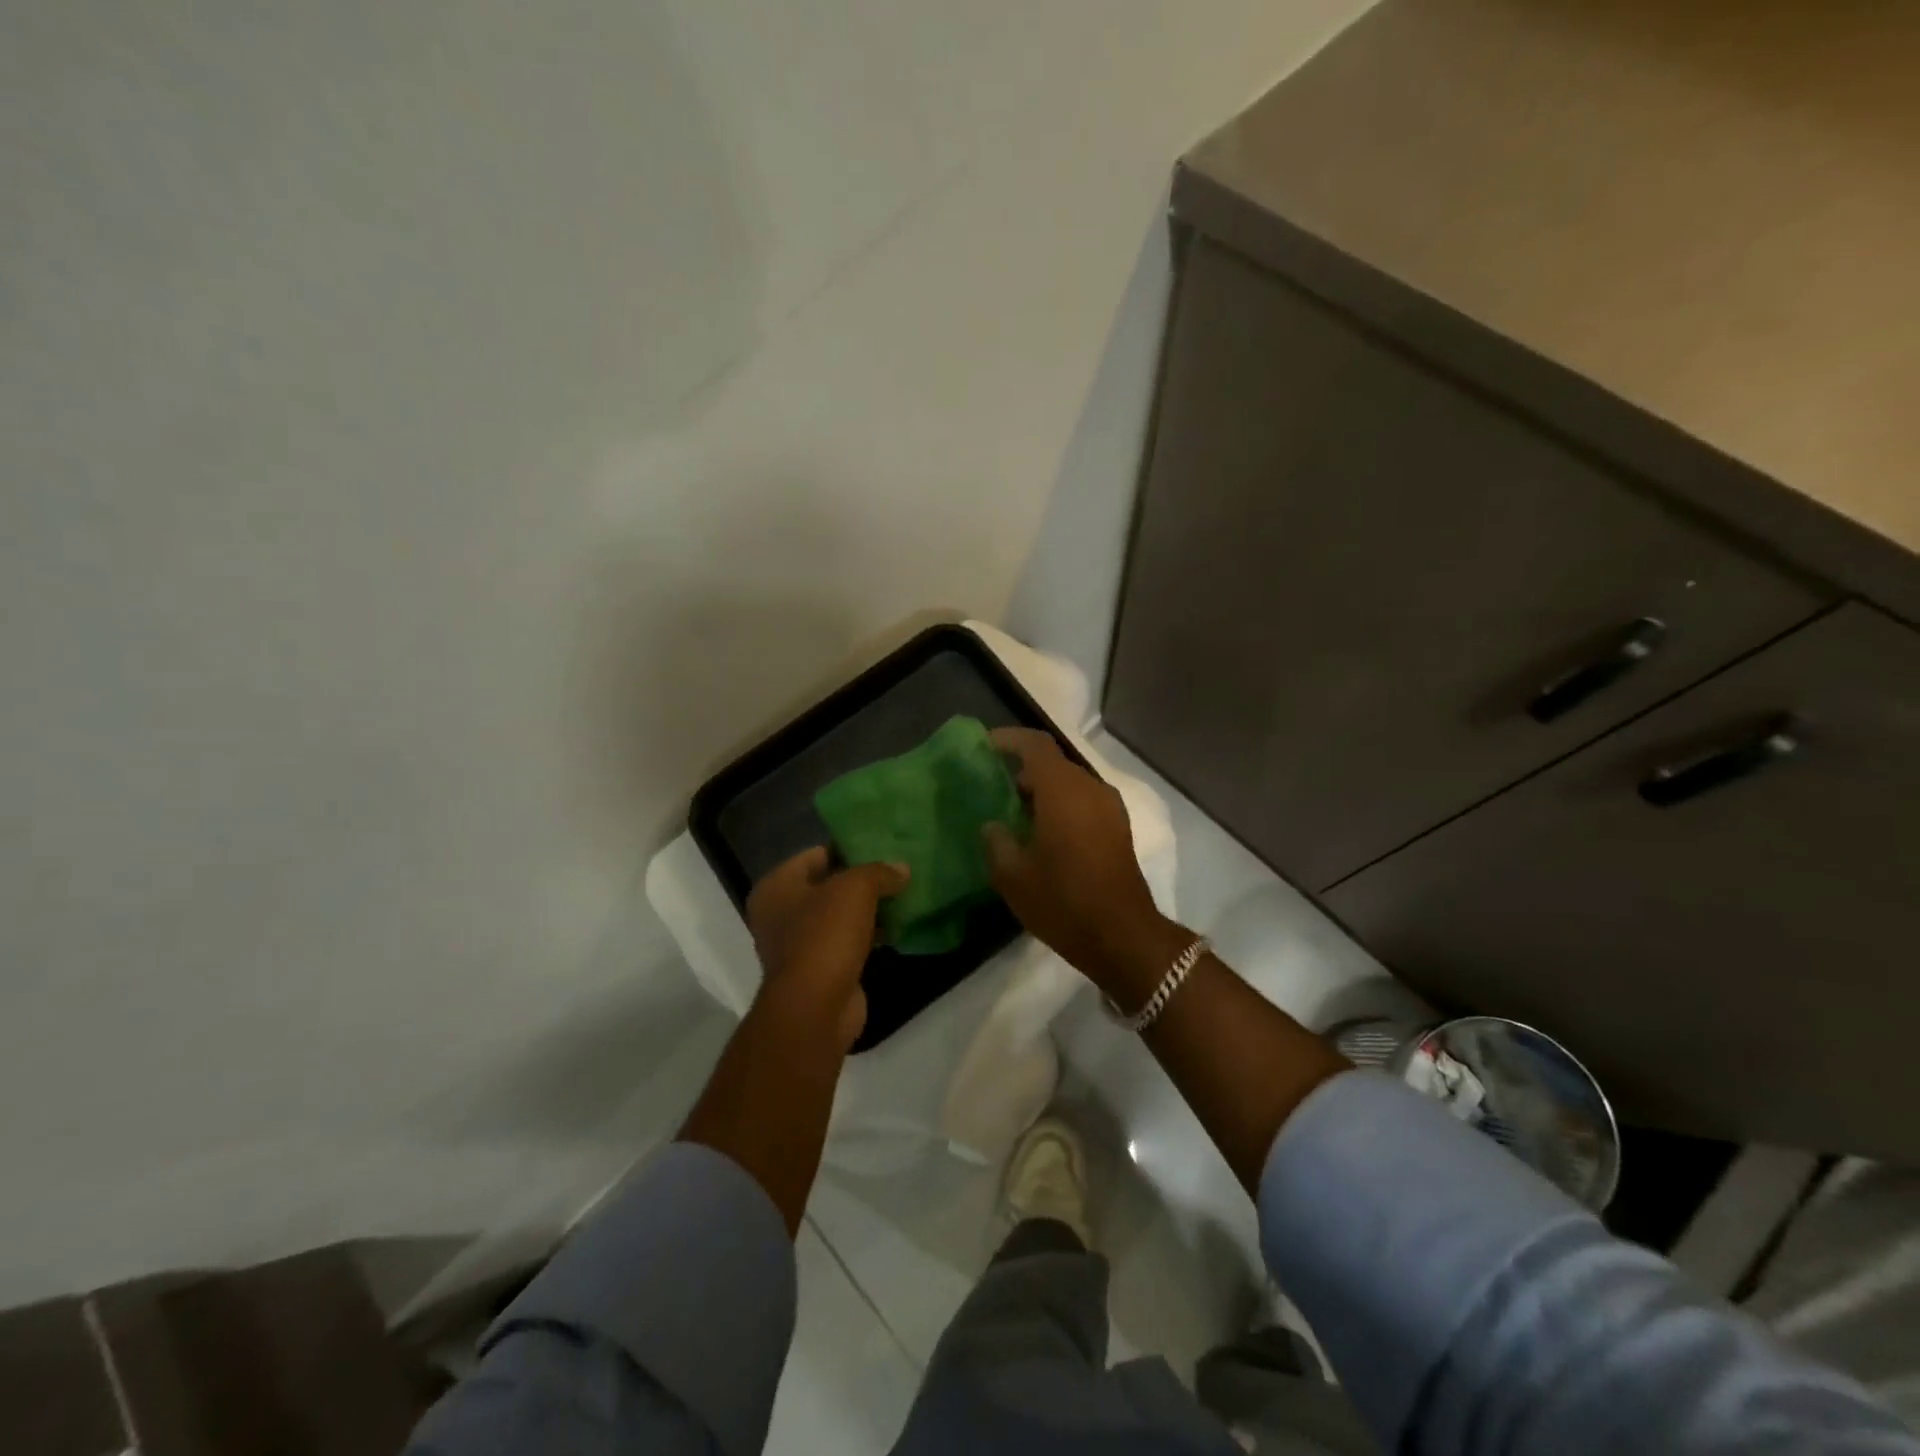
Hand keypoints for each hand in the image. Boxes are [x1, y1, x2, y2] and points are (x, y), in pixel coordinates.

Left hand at [747, 848, 906, 1050]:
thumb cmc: (825, 936)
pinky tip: (897, 927)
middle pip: (828, 885)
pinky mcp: (821, 970)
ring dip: (869, 908)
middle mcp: (780, 914)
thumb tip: (901, 869)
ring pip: (840, 915)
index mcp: (776, 887)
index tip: (881, 845)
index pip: (815, 854)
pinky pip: (848, 941)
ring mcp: (799, 945)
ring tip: (904, 894)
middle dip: (862, 880)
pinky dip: (870, 934)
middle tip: (897, 869)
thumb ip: (879, 872)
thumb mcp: (856, 889)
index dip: (848, 847)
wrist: (816, 1008)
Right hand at [982, 728, 1178, 996]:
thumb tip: (993, 825)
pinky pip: (1083, 800)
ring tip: (1013, 811)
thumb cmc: (1063, 902)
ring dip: (1042, 789)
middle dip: (1023, 768)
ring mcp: (1109, 808)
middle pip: (1053, 763)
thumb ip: (997, 842)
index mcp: (1063, 791)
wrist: (1123, 937)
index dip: (1009, 740)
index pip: (1036, 745)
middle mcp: (1090, 789)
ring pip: (1070, 782)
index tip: (984, 746)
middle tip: (993, 785)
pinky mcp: (1118, 828)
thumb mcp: (1013, 876)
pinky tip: (1041, 832)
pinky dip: (1060, 804)